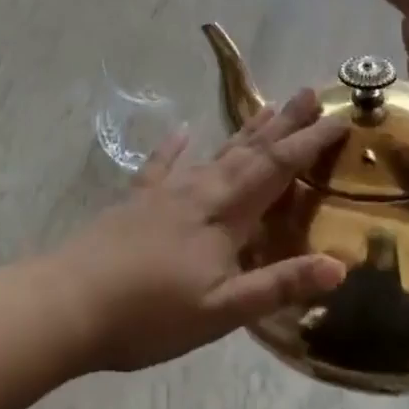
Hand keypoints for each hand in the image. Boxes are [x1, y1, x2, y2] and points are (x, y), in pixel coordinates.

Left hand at [52, 90, 348, 372]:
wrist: (70, 303)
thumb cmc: (150, 315)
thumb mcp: (222, 311)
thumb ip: (279, 285)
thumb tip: (339, 264)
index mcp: (223, 216)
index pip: (276, 170)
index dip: (308, 144)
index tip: (338, 118)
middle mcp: (198, 193)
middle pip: (249, 151)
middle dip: (283, 123)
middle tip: (309, 92)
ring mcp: (164, 193)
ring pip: (214, 154)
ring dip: (244, 131)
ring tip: (266, 106)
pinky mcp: (137, 202)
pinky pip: (162, 166)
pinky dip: (175, 148)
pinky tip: (182, 131)